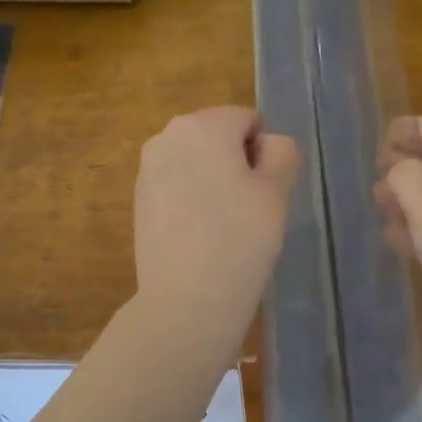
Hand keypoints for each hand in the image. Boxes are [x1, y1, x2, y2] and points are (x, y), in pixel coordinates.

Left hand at [134, 107, 298, 339]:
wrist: (186, 300)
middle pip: (218, 138)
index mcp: (202, 124)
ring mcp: (147, 170)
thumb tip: (266, 144)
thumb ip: (282, 152)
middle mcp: (166, 136)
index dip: (265, 155)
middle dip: (236, 165)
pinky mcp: (139, 202)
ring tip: (223, 227)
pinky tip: (200, 237)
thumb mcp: (277, 191)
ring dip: (214, 183)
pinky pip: (177, 188)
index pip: (249, 121)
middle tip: (248, 211)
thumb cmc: (240, 239)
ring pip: (196, 164)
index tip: (265, 193)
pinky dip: (192, 202)